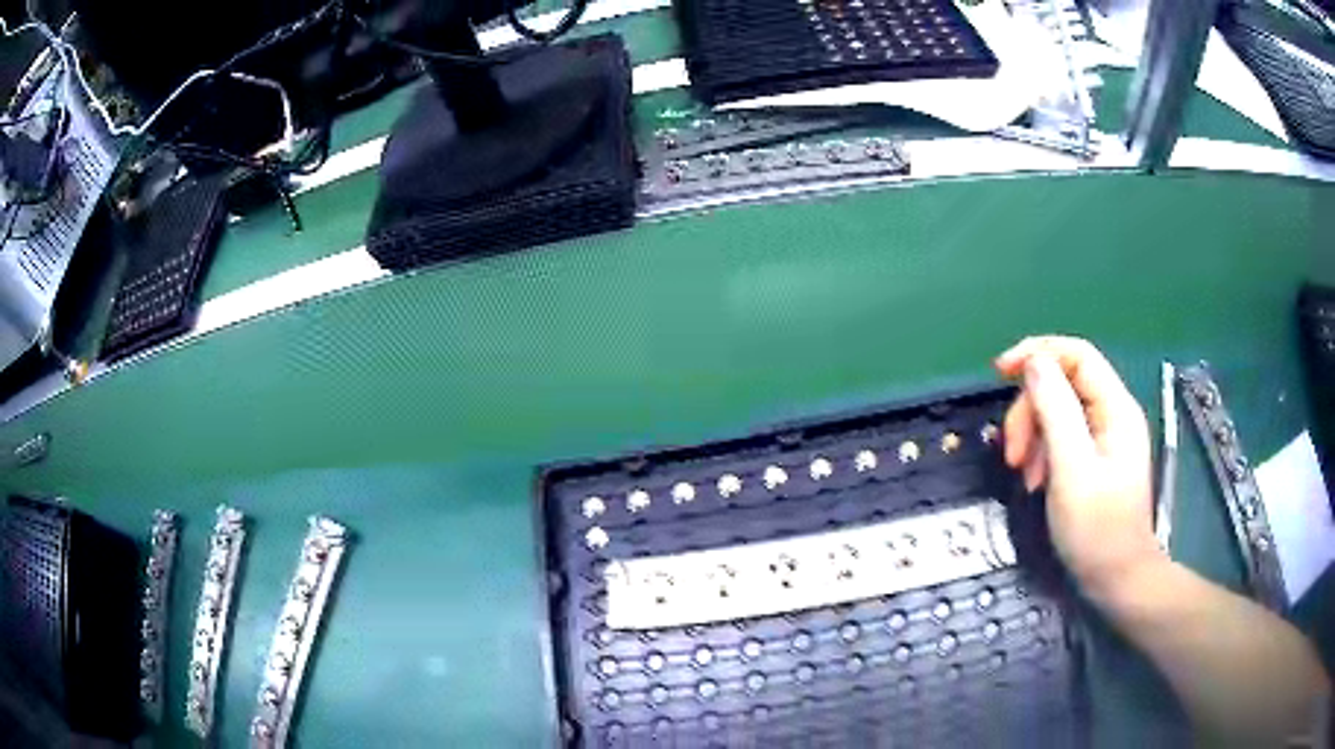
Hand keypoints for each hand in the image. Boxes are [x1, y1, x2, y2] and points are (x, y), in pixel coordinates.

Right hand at [995, 336, 1164, 597]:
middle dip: (1030, 411)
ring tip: (1022, 475)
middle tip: (1010, 452)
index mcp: (1115, 408)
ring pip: (1058, 412)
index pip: (1076, 355)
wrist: (1116, 579)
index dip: (1038, 353)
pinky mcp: (1094, 458)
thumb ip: (1055, 410)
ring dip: (1032, 436)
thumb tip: (1034, 361)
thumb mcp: (1072, 469)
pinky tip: (1034, 482)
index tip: (1000, 371)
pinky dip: (1041, 454)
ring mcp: (1104, 437)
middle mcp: (1112, 413)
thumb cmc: (1097, 529)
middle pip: (1063, 385)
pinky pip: (1061, 437)